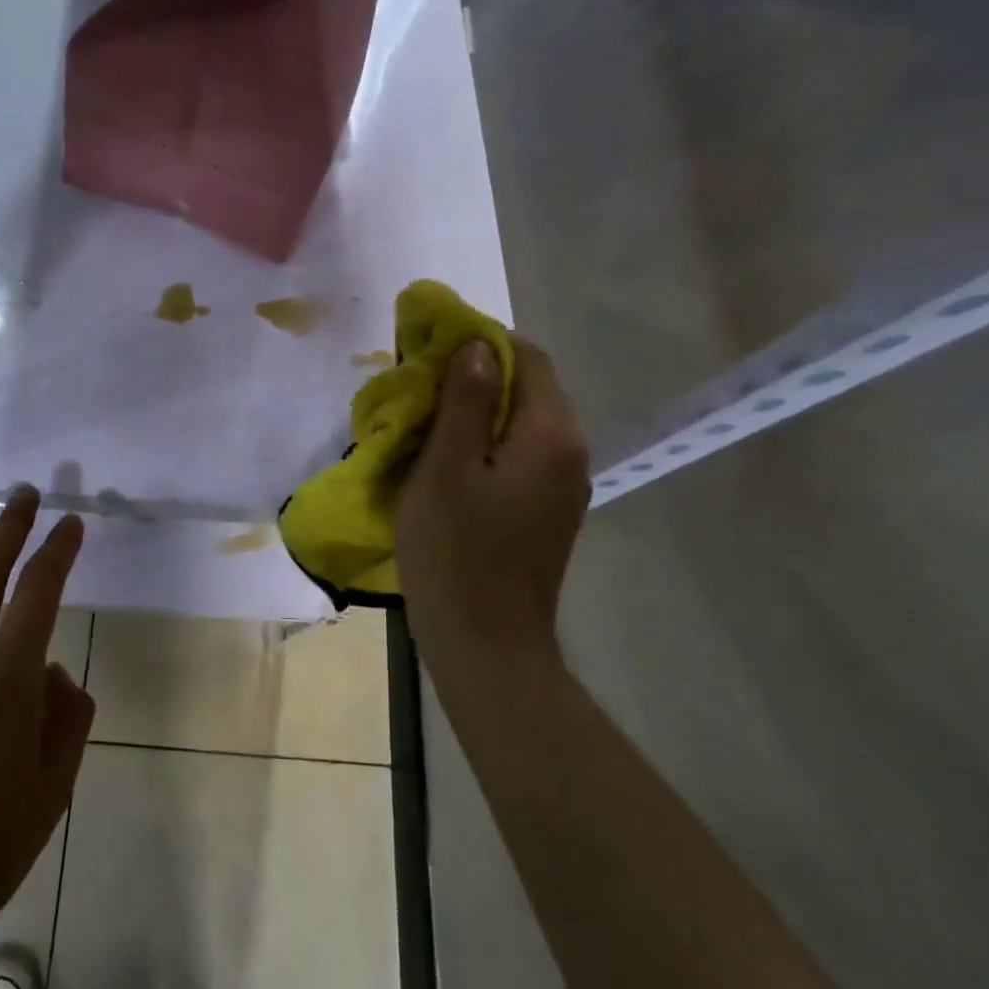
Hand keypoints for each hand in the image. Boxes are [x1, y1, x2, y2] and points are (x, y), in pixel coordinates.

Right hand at [396, 337, 590, 677]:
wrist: (486, 646)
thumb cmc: (456, 553)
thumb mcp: (446, 469)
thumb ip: (466, 402)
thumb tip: (478, 346)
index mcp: (550, 434)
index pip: (528, 357)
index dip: (480, 342)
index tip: (429, 349)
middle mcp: (570, 452)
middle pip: (529, 389)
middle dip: (475, 377)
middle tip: (418, 388)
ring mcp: (563, 485)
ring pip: (522, 424)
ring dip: (477, 412)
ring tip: (425, 423)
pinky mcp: (547, 512)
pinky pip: (520, 456)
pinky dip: (485, 445)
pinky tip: (448, 463)